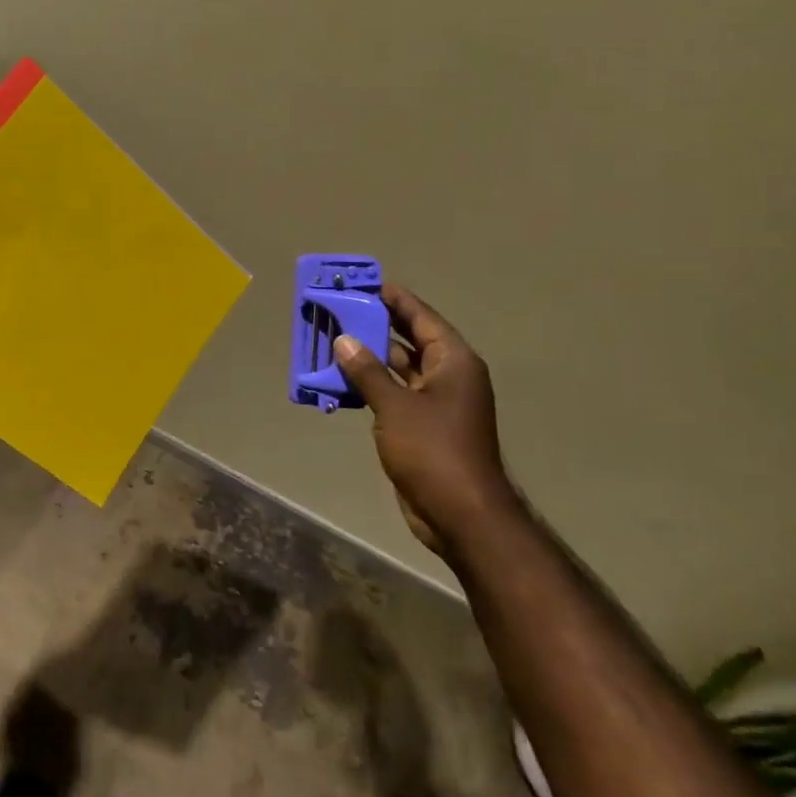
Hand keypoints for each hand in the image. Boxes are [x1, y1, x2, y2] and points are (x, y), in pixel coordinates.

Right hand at [334, 284, 516, 554]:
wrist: (461, 514)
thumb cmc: (433, 451)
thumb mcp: (395, 406)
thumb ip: (367, 371)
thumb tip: (344, 339)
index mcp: (453, 362)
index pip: (421, 317)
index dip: (395, 299)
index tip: (367, 282)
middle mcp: (448, 376)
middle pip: (409, 339)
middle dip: (376, 325)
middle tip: (341, 308)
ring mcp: (437, 402)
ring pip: (399, 368)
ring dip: (370, 356)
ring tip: (333, 339)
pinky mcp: (423, 426)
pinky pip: (394, 393)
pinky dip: (371, 384)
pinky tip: (342, 379)